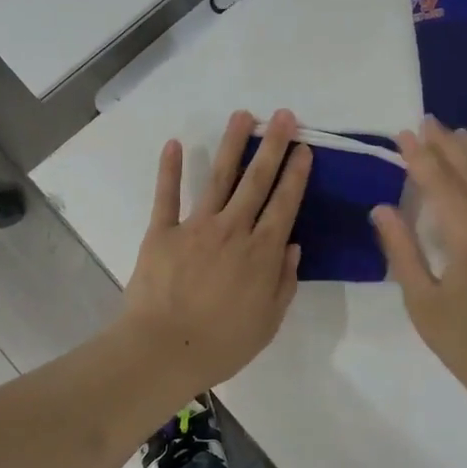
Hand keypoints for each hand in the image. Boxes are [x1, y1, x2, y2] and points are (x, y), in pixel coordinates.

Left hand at [119, 108, 311, 392]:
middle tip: (283, 116)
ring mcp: (196, 226)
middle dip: (273, 146)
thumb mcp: (268, 321)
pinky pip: (167, 195)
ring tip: (242, 116)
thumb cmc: (222, 343)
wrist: (164, 351)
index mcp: (261, 252)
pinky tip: (175, 143)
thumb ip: (284, 281)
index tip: (304, 148)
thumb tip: (292, 245)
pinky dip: (170, 169)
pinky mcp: (162, 231)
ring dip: (232, 144)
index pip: (285, 203)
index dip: (296, 174)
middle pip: (257, 180)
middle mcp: (233, 229)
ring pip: (219, 177)